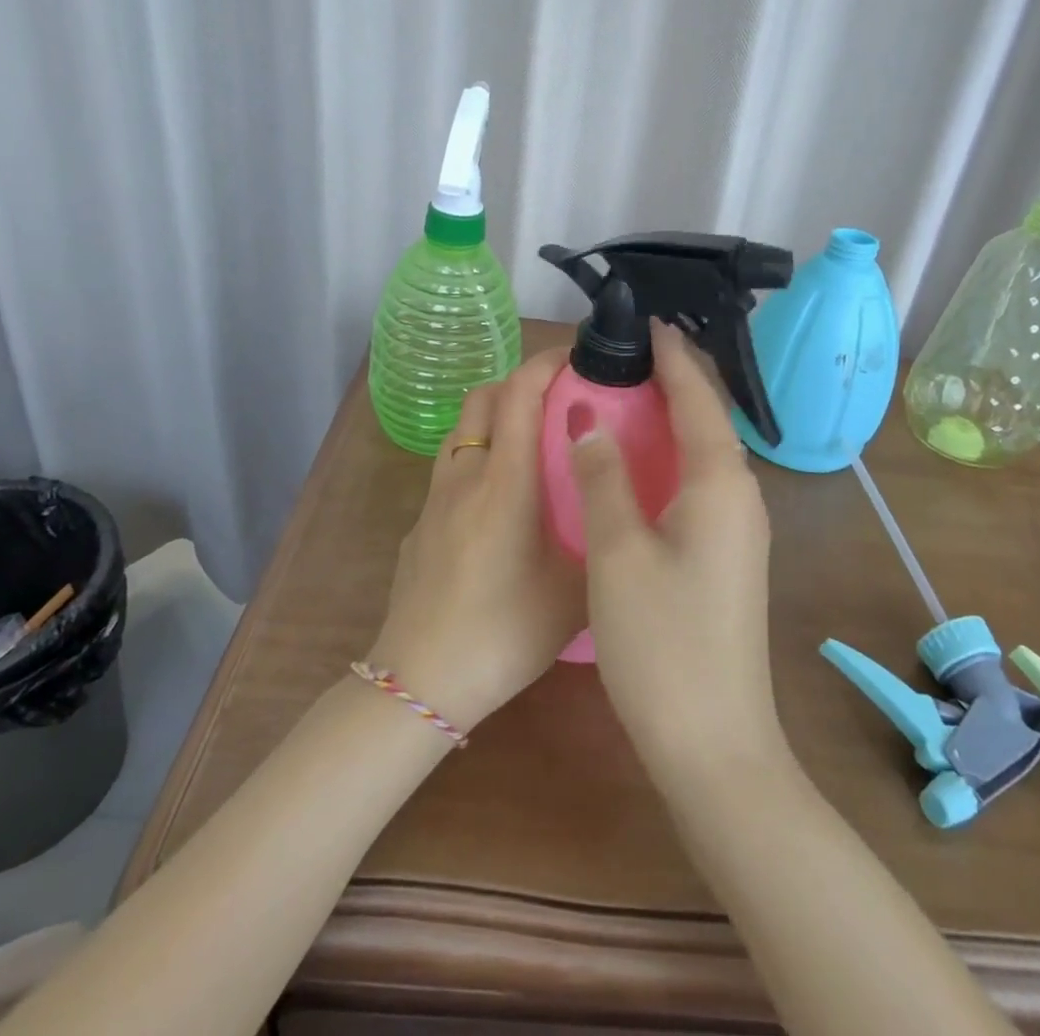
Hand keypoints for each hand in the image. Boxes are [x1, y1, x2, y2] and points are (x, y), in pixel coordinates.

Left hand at [368, 349, 584, 732]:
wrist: (420, 681)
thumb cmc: (504, 633)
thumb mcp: (574, 593)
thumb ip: (600, 539)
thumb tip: (619, 508)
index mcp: (505, 481)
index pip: (519, 393)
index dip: (547, 363)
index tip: (577, 357)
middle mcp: (464, 475)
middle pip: (483, 397)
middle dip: (520, 382)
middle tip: (559, 400)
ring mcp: (434, 498)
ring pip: (463, 430)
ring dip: (496, 418)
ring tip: (533, 446)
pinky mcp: (420, 523)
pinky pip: (451, 468)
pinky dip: (478, 457)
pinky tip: (500, 503)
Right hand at [571, 320, 788, 785]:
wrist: (715, 744)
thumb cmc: (662, 643)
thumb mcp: (618, 552)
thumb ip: (602, 476)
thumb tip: (585, 414)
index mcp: (720, 482)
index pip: (697, 397)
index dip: (672, 356)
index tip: (645, 322)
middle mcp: (740, 495)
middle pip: (708, 418)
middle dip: (674, 379)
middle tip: (627, 351)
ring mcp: (738, 528)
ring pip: (705, 451)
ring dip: (673, 416)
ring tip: (629, 391)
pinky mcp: (727, 555)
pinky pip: (701, 481)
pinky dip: (672, 455)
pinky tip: (641, 461)